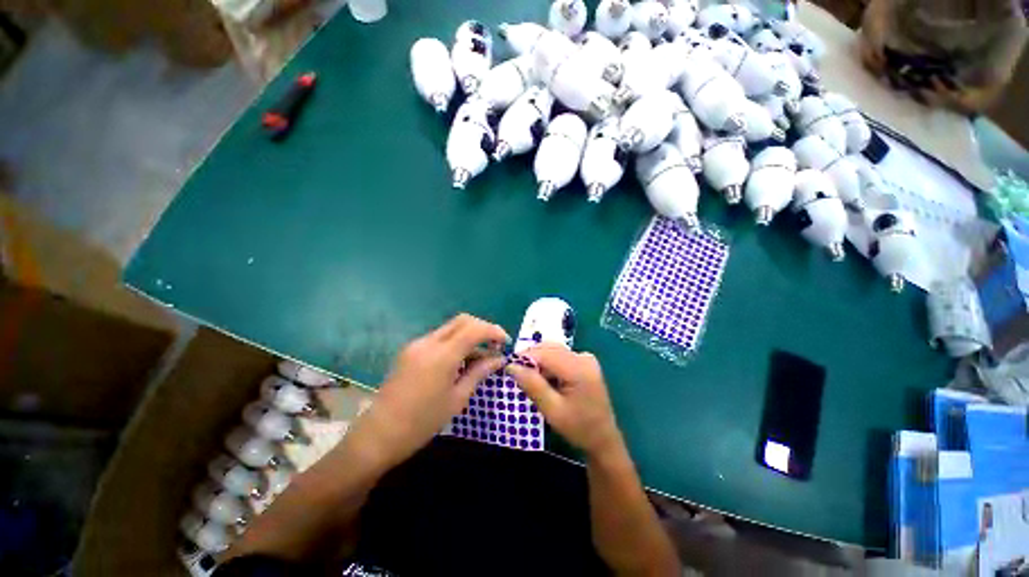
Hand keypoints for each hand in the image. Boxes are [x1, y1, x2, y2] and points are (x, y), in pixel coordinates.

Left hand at [348, 314, 508, 470]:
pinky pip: (439, 338)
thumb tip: (499, 359)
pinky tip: (460, 360)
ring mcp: (417, 344)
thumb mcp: (457, 398)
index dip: (493, 331)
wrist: (379, 435)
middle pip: (462, 320)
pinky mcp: (410, 349)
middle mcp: (428, 342)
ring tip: (480, 356)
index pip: (474, 329)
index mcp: (442, 355)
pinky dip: (455, 342)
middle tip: (494, 345)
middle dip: (482, 328)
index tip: (505, 342)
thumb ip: (479, 372)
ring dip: (469, 335)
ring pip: (451, 327)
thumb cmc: (423, 422)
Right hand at [506, 344, 622, 457]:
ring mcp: (585, 358)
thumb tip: (511, 366)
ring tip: (529, 378)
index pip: (545, 353)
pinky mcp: (584, 362)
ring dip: (539, 361)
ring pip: (553, 350)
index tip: (508, 368)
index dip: (524, 357)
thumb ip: (533, 385)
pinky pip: (560, 356)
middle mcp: (583, 357)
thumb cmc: (579, 428)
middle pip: (549, 348)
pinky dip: (548, 364)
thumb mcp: (552, 410)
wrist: (603, 438)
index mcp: (579, 368)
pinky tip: (544, 379)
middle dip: (531, 358)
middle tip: (516, 374)